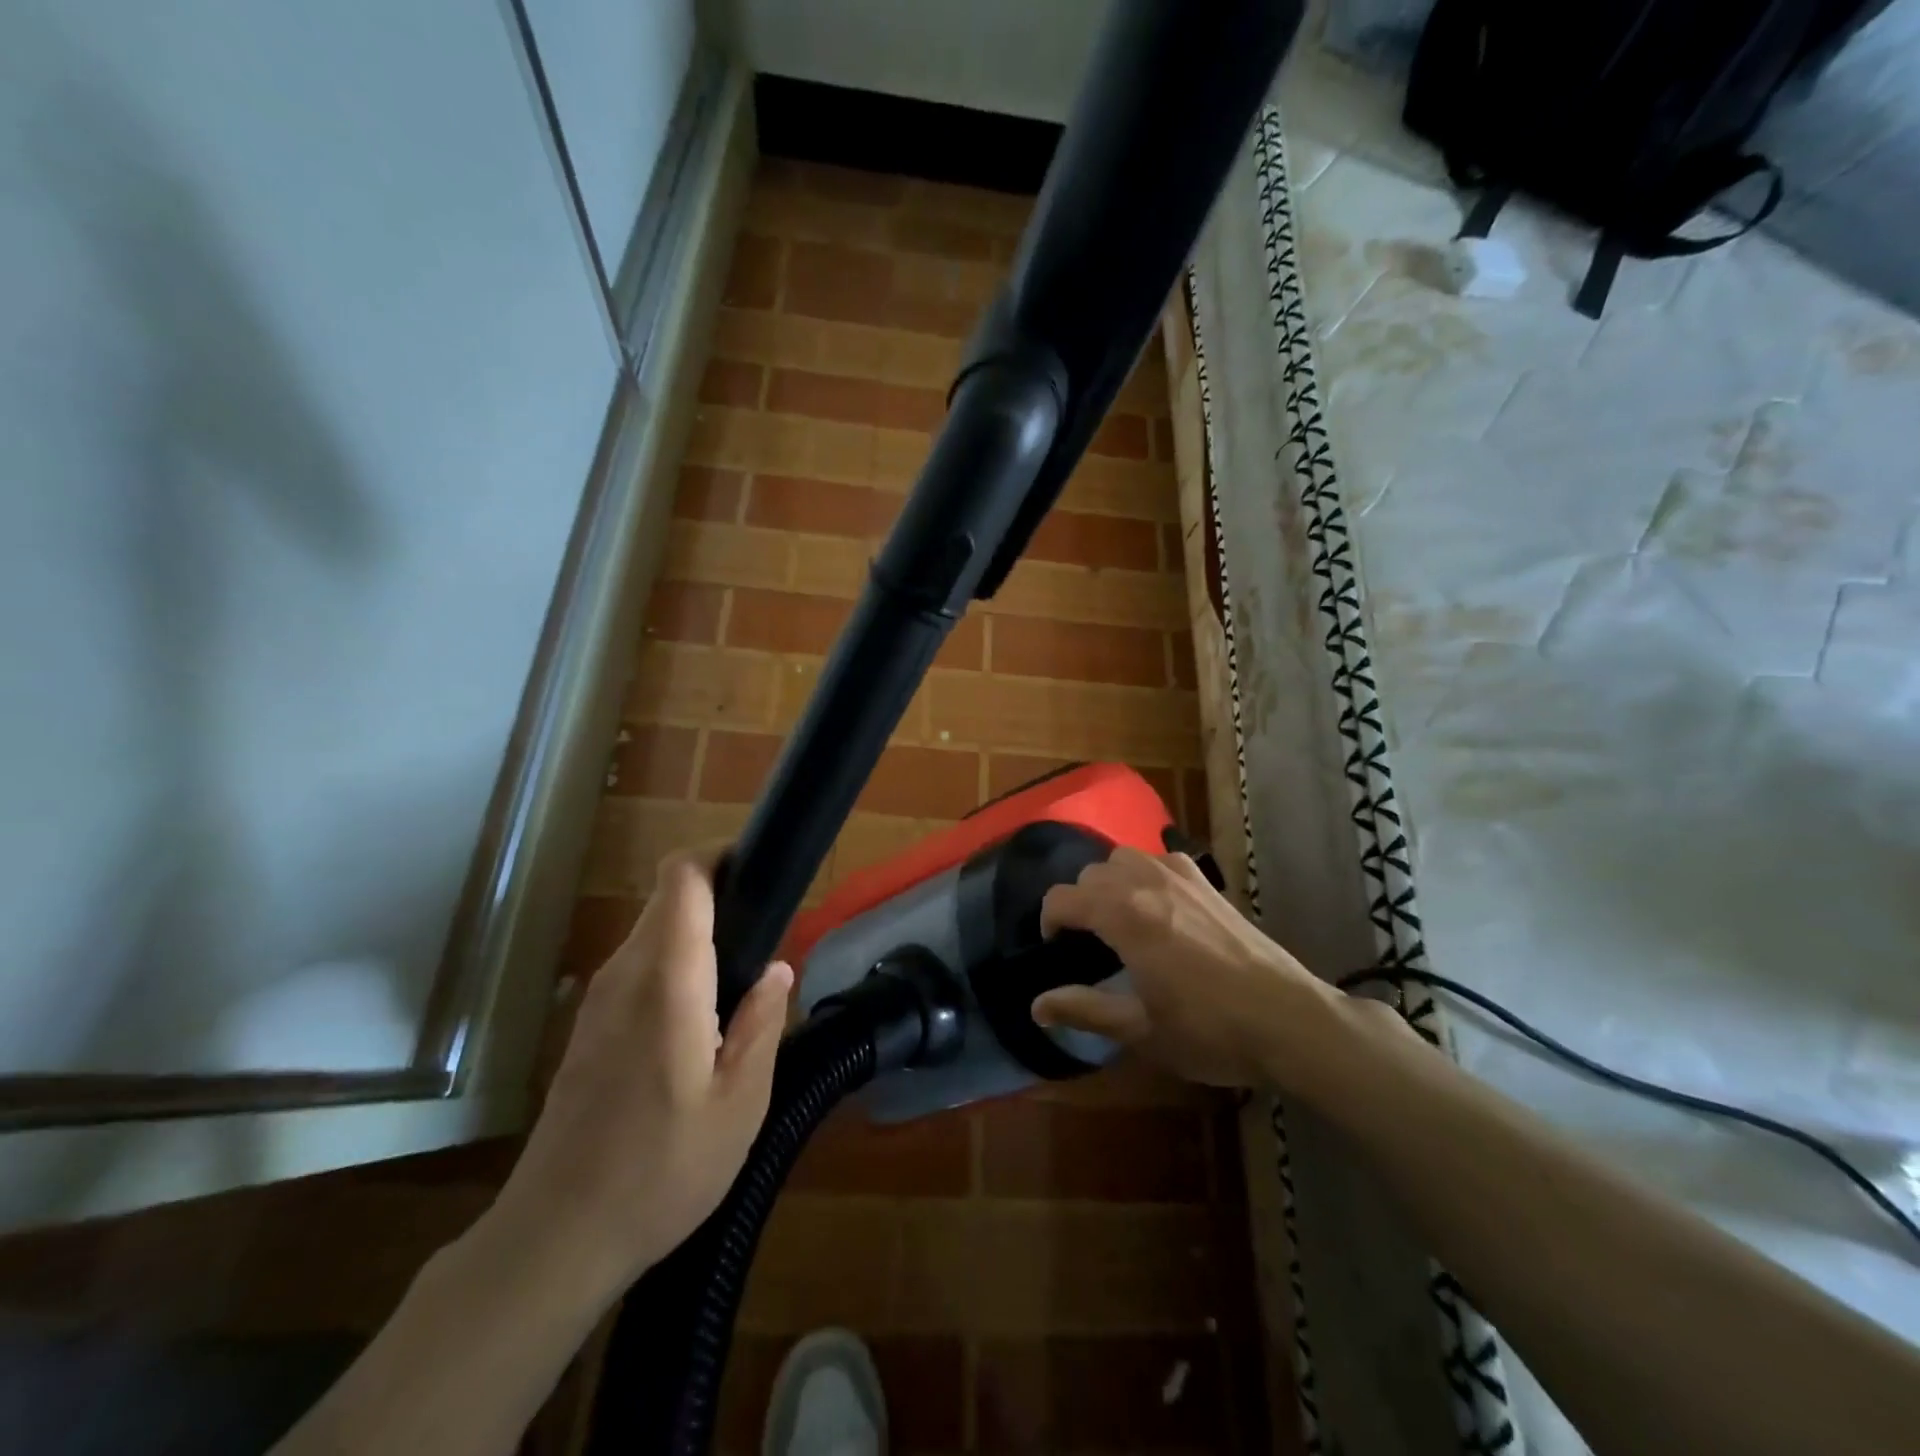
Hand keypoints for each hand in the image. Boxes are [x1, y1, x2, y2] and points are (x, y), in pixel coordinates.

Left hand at [488, 851, 791, 1302]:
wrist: (555, 1238)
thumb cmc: (661, 1171)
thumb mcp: (739, 1106)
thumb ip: (762, 1025)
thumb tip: (779, 969)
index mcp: (667, 981)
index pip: (682, 879)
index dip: (719, 857)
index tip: (759, 873)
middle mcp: (626, 974)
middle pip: (670, 900)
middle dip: (720, 900)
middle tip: (767, 942)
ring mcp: (599, 999)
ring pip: (654, 932)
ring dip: (699, 937)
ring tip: (742, 985)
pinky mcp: (589, 1025)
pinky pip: (639, 967)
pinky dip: (675, 966)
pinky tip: (702, 1021)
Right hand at [1032, 847, 1344, 1089]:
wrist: (1288, 1020)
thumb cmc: (1210, 1031)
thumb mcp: (1140, 1030)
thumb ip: (1084, 1011)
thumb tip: (1036, 1006)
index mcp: (1124, 916)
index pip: (1063, 898)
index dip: (1049, 921)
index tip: (1054, 950)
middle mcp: (1147, 883)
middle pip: (1091, 874)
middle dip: (1078, 903)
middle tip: (1087, 943)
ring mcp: (1180, 876)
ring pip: (1124, 858)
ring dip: (1110, 882)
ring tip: (1118, 918)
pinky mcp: (1207, 882)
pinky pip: (1159, 859)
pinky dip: (1144, 873)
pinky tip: (1158, 905)